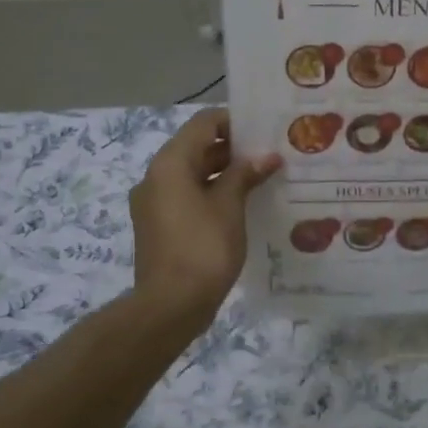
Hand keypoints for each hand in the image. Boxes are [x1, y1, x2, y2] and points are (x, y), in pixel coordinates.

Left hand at [130, 109, 280, 316]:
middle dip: (234, 148)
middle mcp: (157, 177)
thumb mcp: (229, 206)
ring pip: (194, 174)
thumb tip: (266, 157)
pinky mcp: (160, 225)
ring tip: (264, 176)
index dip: (234, 121)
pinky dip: (214, 193)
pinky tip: (244, 203)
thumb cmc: (202, 248)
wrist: (170, 306)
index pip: (203, 124)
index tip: (265, 129)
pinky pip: (189, 197)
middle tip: (271, 153)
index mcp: (170, 164)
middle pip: (197, 147)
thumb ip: (245, 175)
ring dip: (226, 172)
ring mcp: (155, 203)